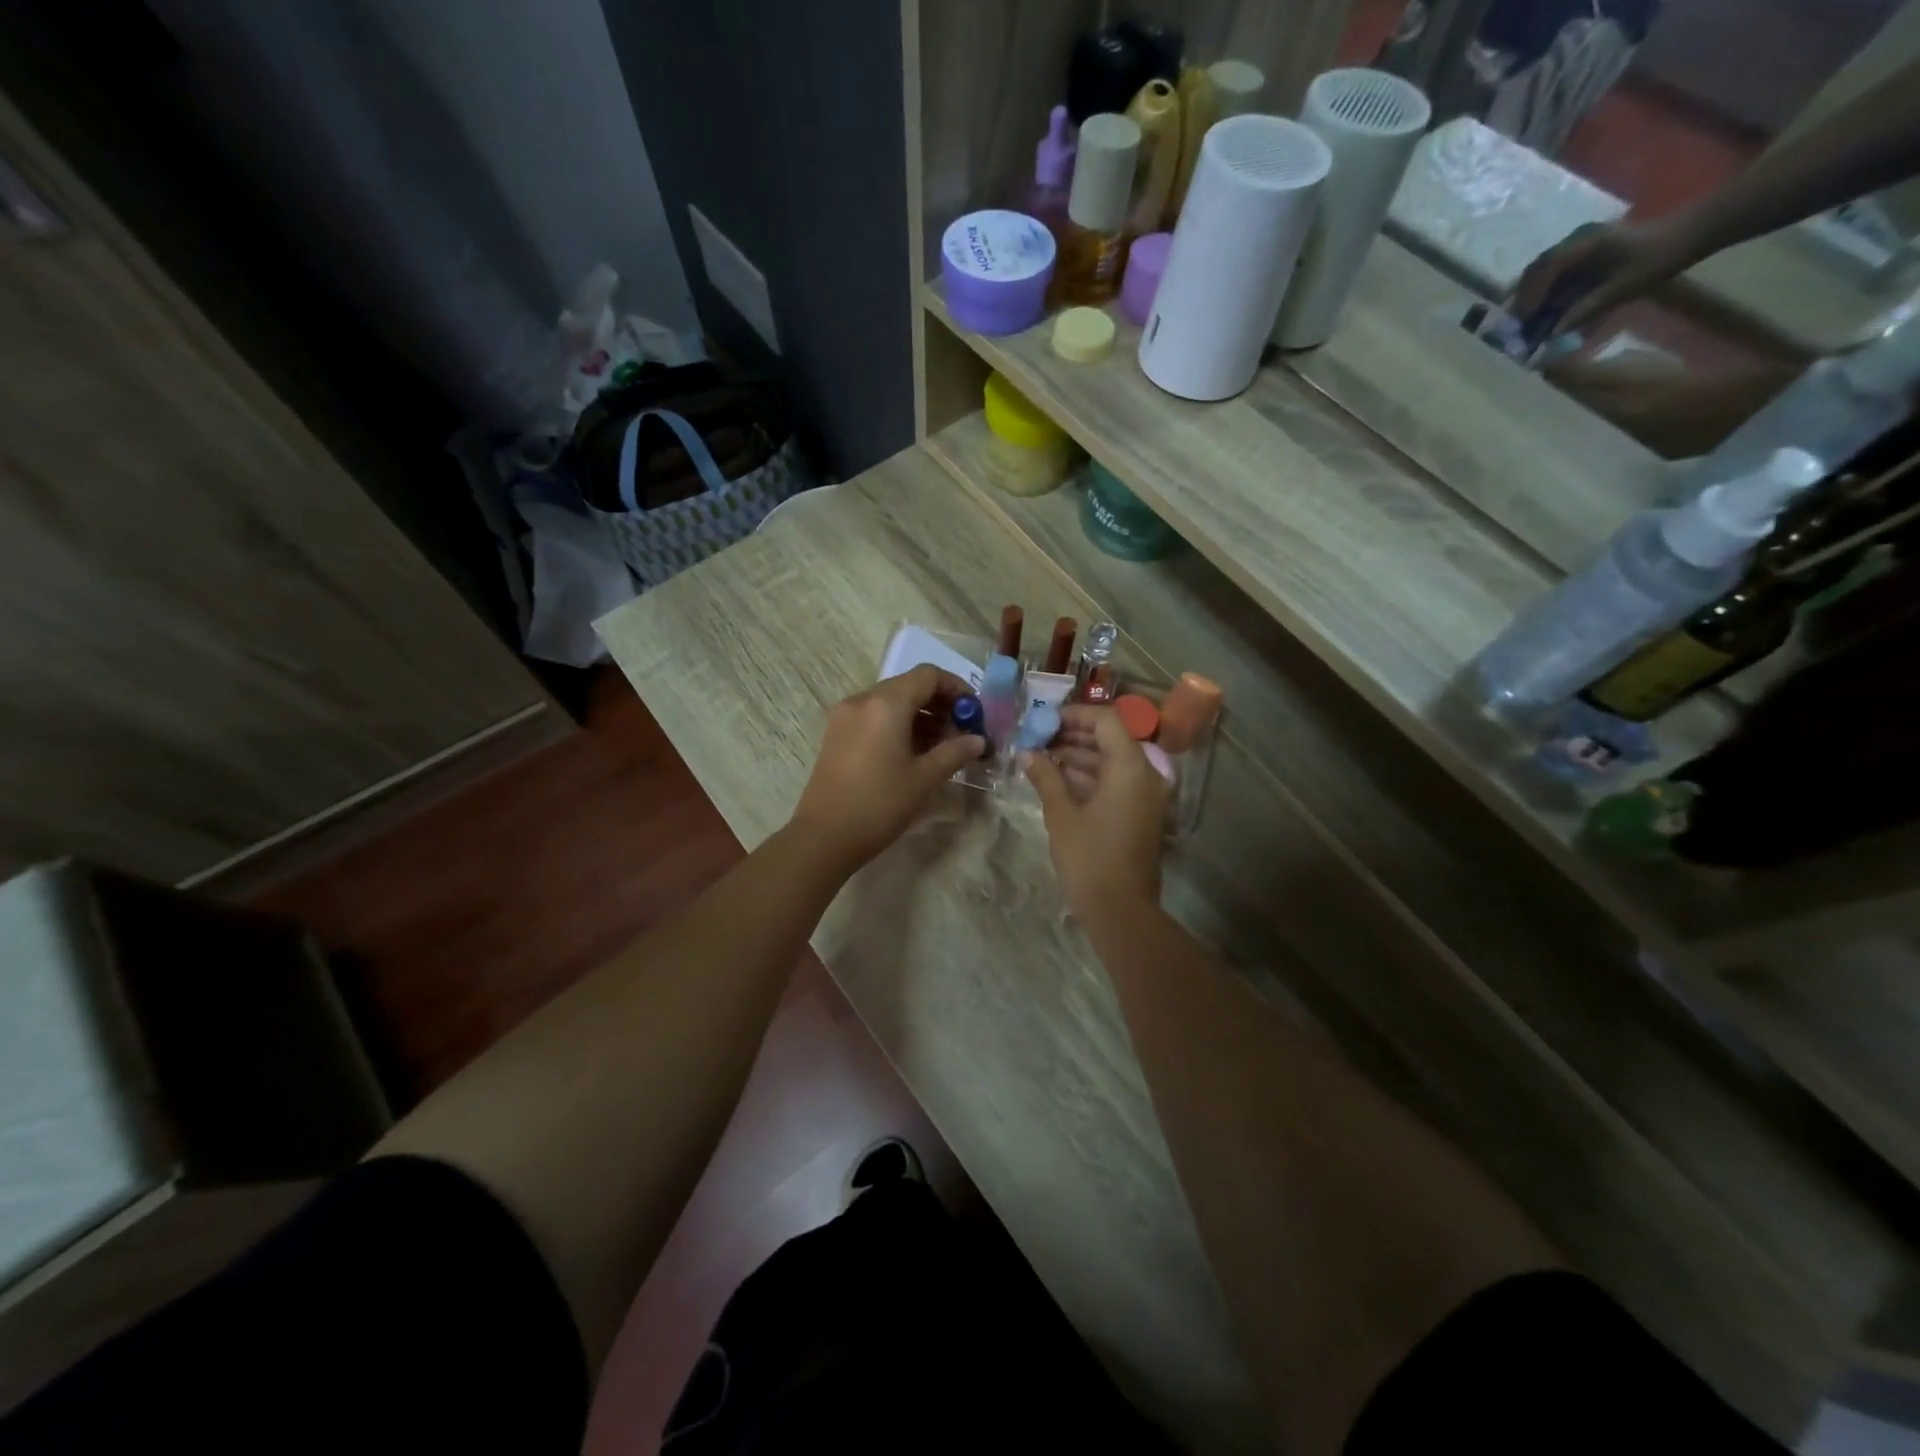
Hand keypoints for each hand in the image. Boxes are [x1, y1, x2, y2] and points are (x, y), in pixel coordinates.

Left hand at [789, 665, 985, 871]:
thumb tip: (978, 740)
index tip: (974, 713)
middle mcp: (862, 700)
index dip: (957, 688)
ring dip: (920, 716)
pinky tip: (912, 753)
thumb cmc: (879, 804)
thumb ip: (955, 752)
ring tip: (941, 747)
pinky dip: (897, 725)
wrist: (824, 837)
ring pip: (891, 701)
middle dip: (940, 704)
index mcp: (886, 704)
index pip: (928, 675)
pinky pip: (874, 716)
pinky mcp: (836, 734)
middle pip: (909, 685)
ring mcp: (845, 716)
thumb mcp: (924, 778)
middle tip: (961, 732)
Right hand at [1024, 704, 1166, 921]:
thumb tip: (1027, 753)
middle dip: (1073, 735)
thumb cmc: (1089, 858)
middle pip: (1110, 739)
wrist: (1121, 911)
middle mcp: (1145, 774)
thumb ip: (1045, 777)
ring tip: (1041, 758)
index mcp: (1130, 767)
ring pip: (1112, 762)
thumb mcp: (1061, 814)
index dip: (1074, 715)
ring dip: (1079, 756)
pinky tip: (1058, 780)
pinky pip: (1116, 782)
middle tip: (1038, 739)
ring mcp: (1146, 795)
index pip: (1106, 720)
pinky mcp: (1141, 813)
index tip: (1044, 720)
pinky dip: (1090, 777)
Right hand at [1511, 217, 1695, 333]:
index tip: (1519, 321)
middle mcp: (1579, 241)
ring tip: (1525, 318)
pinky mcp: (1589, 250)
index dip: (1529, 297)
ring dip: (1532, 293)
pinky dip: (1546, 288)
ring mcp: (1583, 243)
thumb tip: (1553, 334)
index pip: (1546, 271)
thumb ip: (1587, 310)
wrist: (1693, 232)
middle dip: (1523, 296)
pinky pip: (1557, 269)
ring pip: (1544, 269)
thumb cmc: (1660, 258)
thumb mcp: (1625, 287)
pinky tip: (1545, 306)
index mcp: (1587, 246)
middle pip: (1538, 269)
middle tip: (1514, 323)